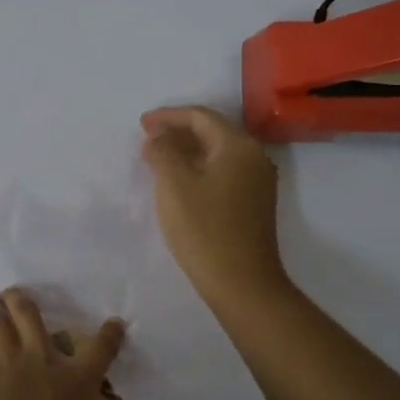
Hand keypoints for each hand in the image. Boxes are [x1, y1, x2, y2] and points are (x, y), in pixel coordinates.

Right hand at [140, 105, 287, 306]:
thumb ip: (163, 152)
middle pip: (212, 131)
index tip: (141, 123)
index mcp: (238, 145)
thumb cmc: (205, 229)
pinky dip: (199, 168)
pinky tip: (180, 181)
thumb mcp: (174, 185)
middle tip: (147, 137)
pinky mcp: (254, 203)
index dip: (168, 116)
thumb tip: (159, 137)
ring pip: (218, 153)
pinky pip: (223, 172)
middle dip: (178, 131)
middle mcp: (254, 157)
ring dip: (188, 151)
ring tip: (158, 157)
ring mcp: (258, 181)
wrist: (242, 283)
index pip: (200, 116)